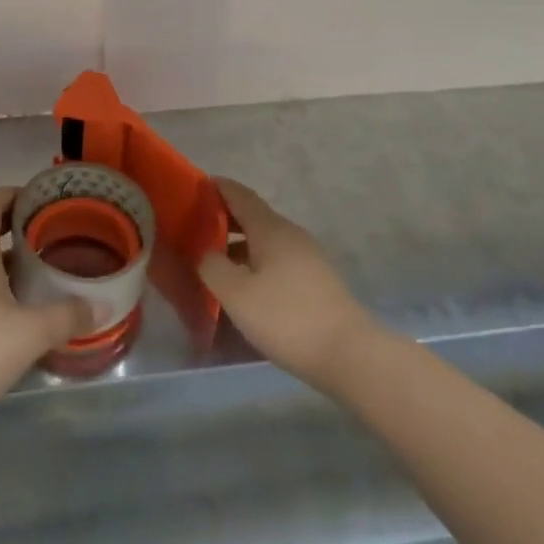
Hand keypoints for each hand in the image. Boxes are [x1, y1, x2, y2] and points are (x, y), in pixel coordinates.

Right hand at [198, 177, 382, 394]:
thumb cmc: (287, 317)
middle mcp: (290, 234)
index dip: (217, 188)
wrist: (349, 354)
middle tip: (195, 231)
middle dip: (224, 220)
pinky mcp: (316, 281)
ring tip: (215, 263)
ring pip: (265, 241)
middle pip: (253, 217)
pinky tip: (246, 287)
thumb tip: (203, 251)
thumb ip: (212, 267)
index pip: (239, 195)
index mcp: (270, 228)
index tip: (194, 188)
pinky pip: (277, 261)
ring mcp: (307, 257)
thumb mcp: (237, 294)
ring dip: (239, 246)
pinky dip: (256, 264)